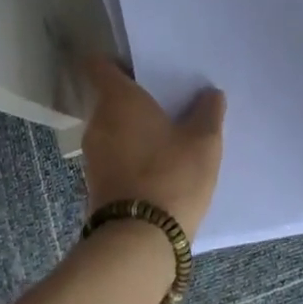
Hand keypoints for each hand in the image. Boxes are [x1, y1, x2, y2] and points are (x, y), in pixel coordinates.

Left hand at [80, 56, 225, 236]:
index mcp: (118, 100)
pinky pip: (113, 155)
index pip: (99, 65)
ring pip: (112, 128)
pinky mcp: (95, 184)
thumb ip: (208, 111)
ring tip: (167, 134)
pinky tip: (158, 164)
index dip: (116, 61)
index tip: (139, 64)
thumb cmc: (171, 176)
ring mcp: (92, 155)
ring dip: (133, 128)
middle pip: (109, 97)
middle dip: (134, 98)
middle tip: (166, 101)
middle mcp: (98, 122)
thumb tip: (210, 94)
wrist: (138, 242)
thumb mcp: (204, 141)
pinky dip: (131, 154)